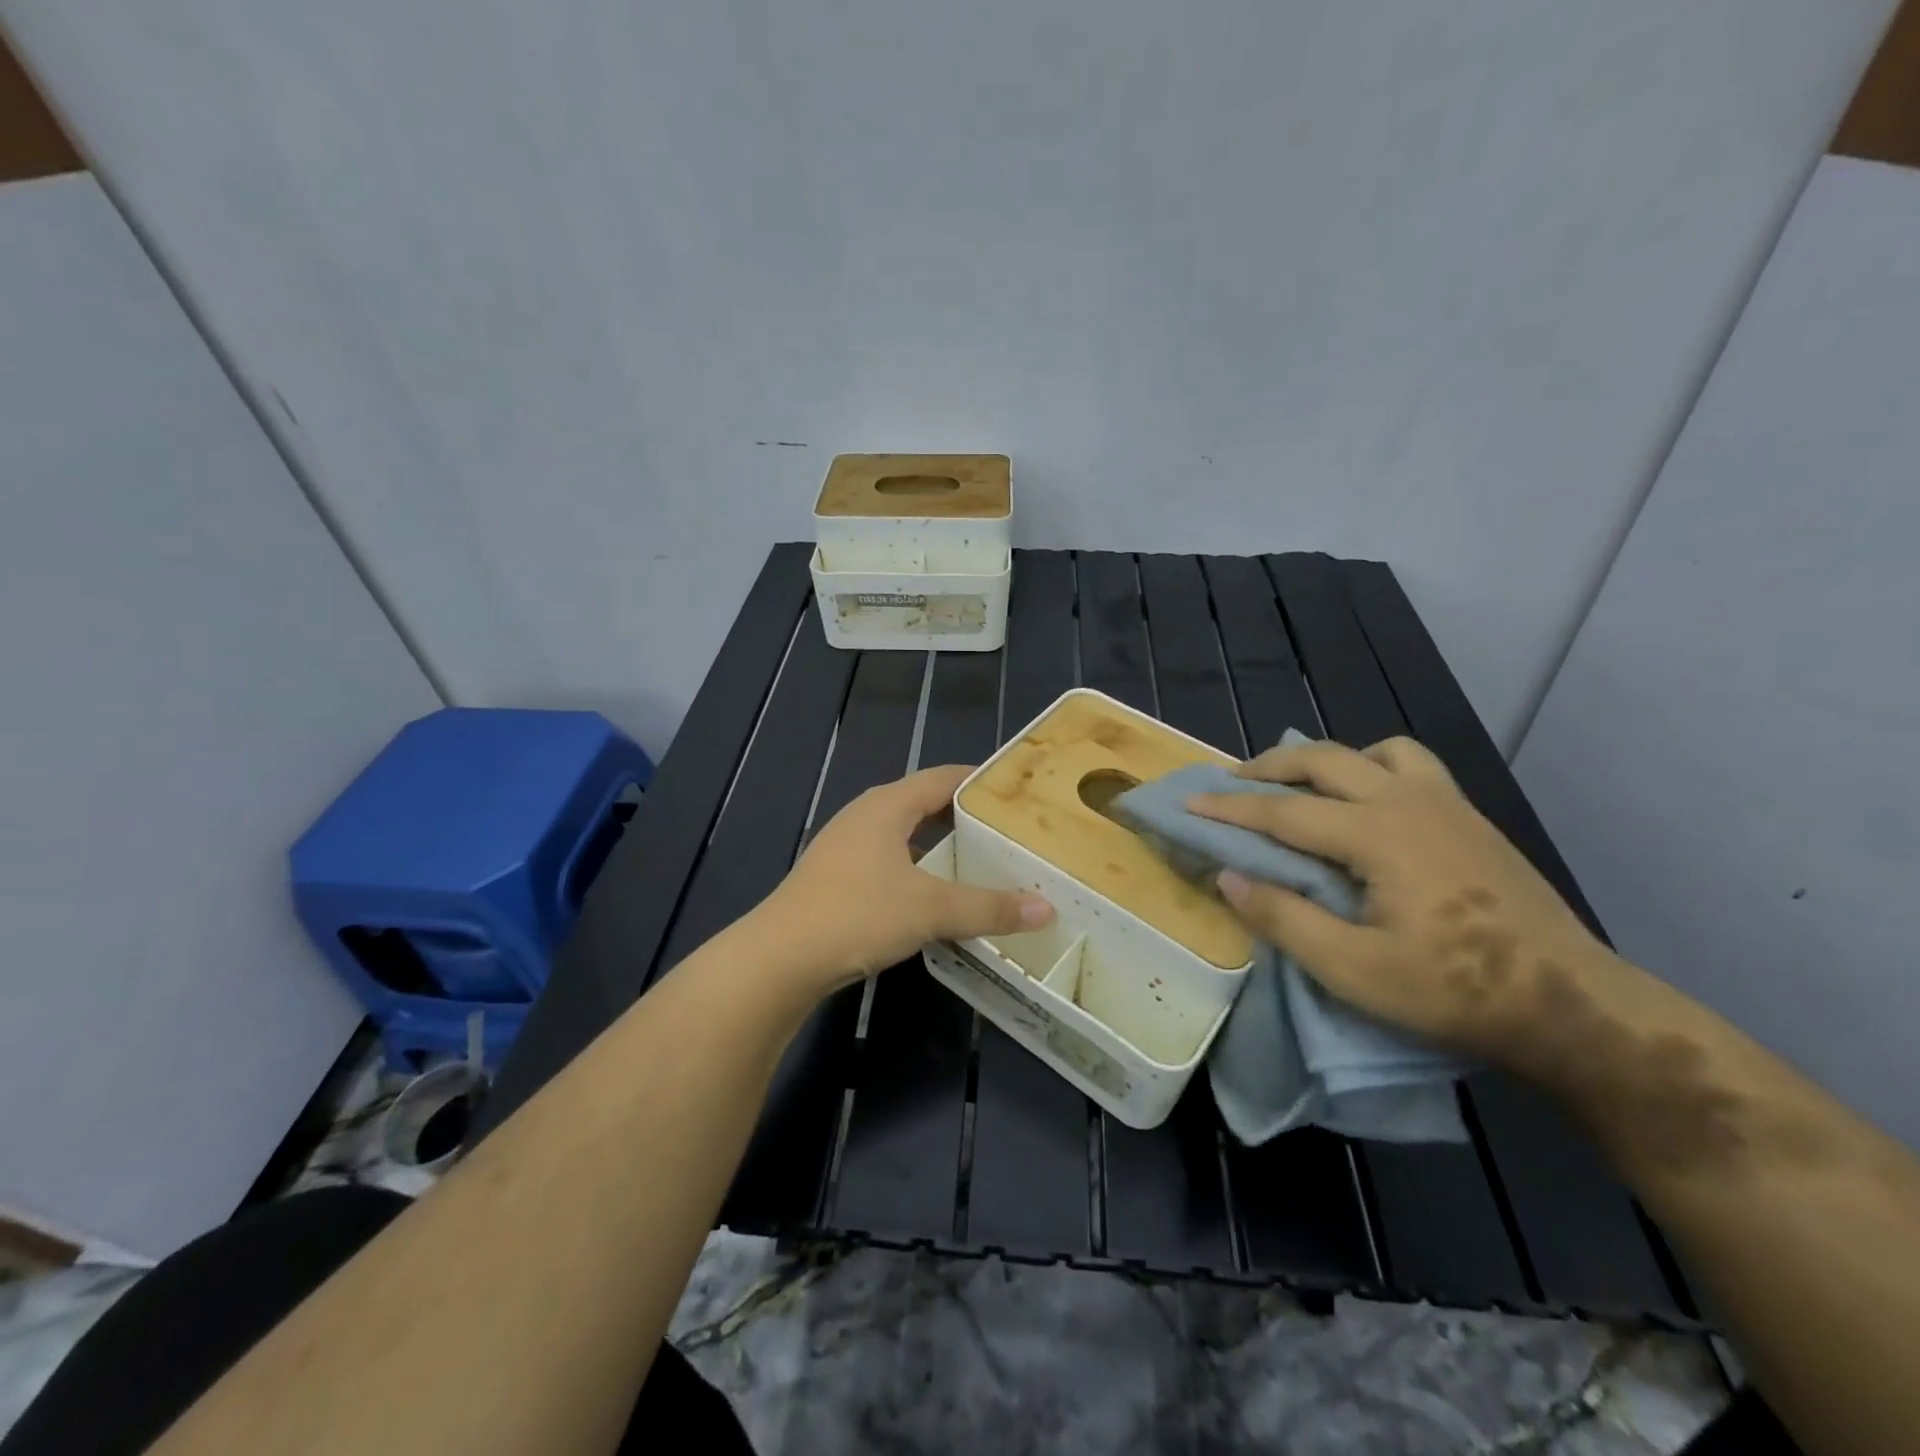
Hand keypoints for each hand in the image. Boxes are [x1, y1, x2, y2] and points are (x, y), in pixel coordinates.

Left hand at [758, 765, 1053, 992]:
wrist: (779, 959)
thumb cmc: (857, 915)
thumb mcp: (931, 909)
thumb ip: (989, 907)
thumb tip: (1046, 909)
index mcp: (888, 805)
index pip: (944, 777)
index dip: (981, 781)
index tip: (1018, 792)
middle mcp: (866, 815)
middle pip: (925, 803)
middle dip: (965, 815)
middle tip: (1009, 831)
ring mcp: (846, 846)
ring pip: (905, 834)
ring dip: (940, 845)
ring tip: (980, 862)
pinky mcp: (836, 877)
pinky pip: (888, 860)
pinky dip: (917, 868)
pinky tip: (934, 895)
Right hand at [1187, 736, 1621, 1063]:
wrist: (1569, 1003)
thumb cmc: (1454, 991)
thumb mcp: (1353, 971)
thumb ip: (1284, 919)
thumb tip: (1229, 876)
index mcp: (1378, 835)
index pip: (1284, 811)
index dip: (1230, 808)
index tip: (1189, 803)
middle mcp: (1408, 802)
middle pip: (1324, 760)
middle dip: (1270, 767)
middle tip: (1232, 783)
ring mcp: (1446, 804)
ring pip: (1374, 751)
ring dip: (1328, 760)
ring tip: (1303, 787)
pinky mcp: (1470, 818)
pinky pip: (1412, 766)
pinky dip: (1374, 767)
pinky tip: (1368, 804)